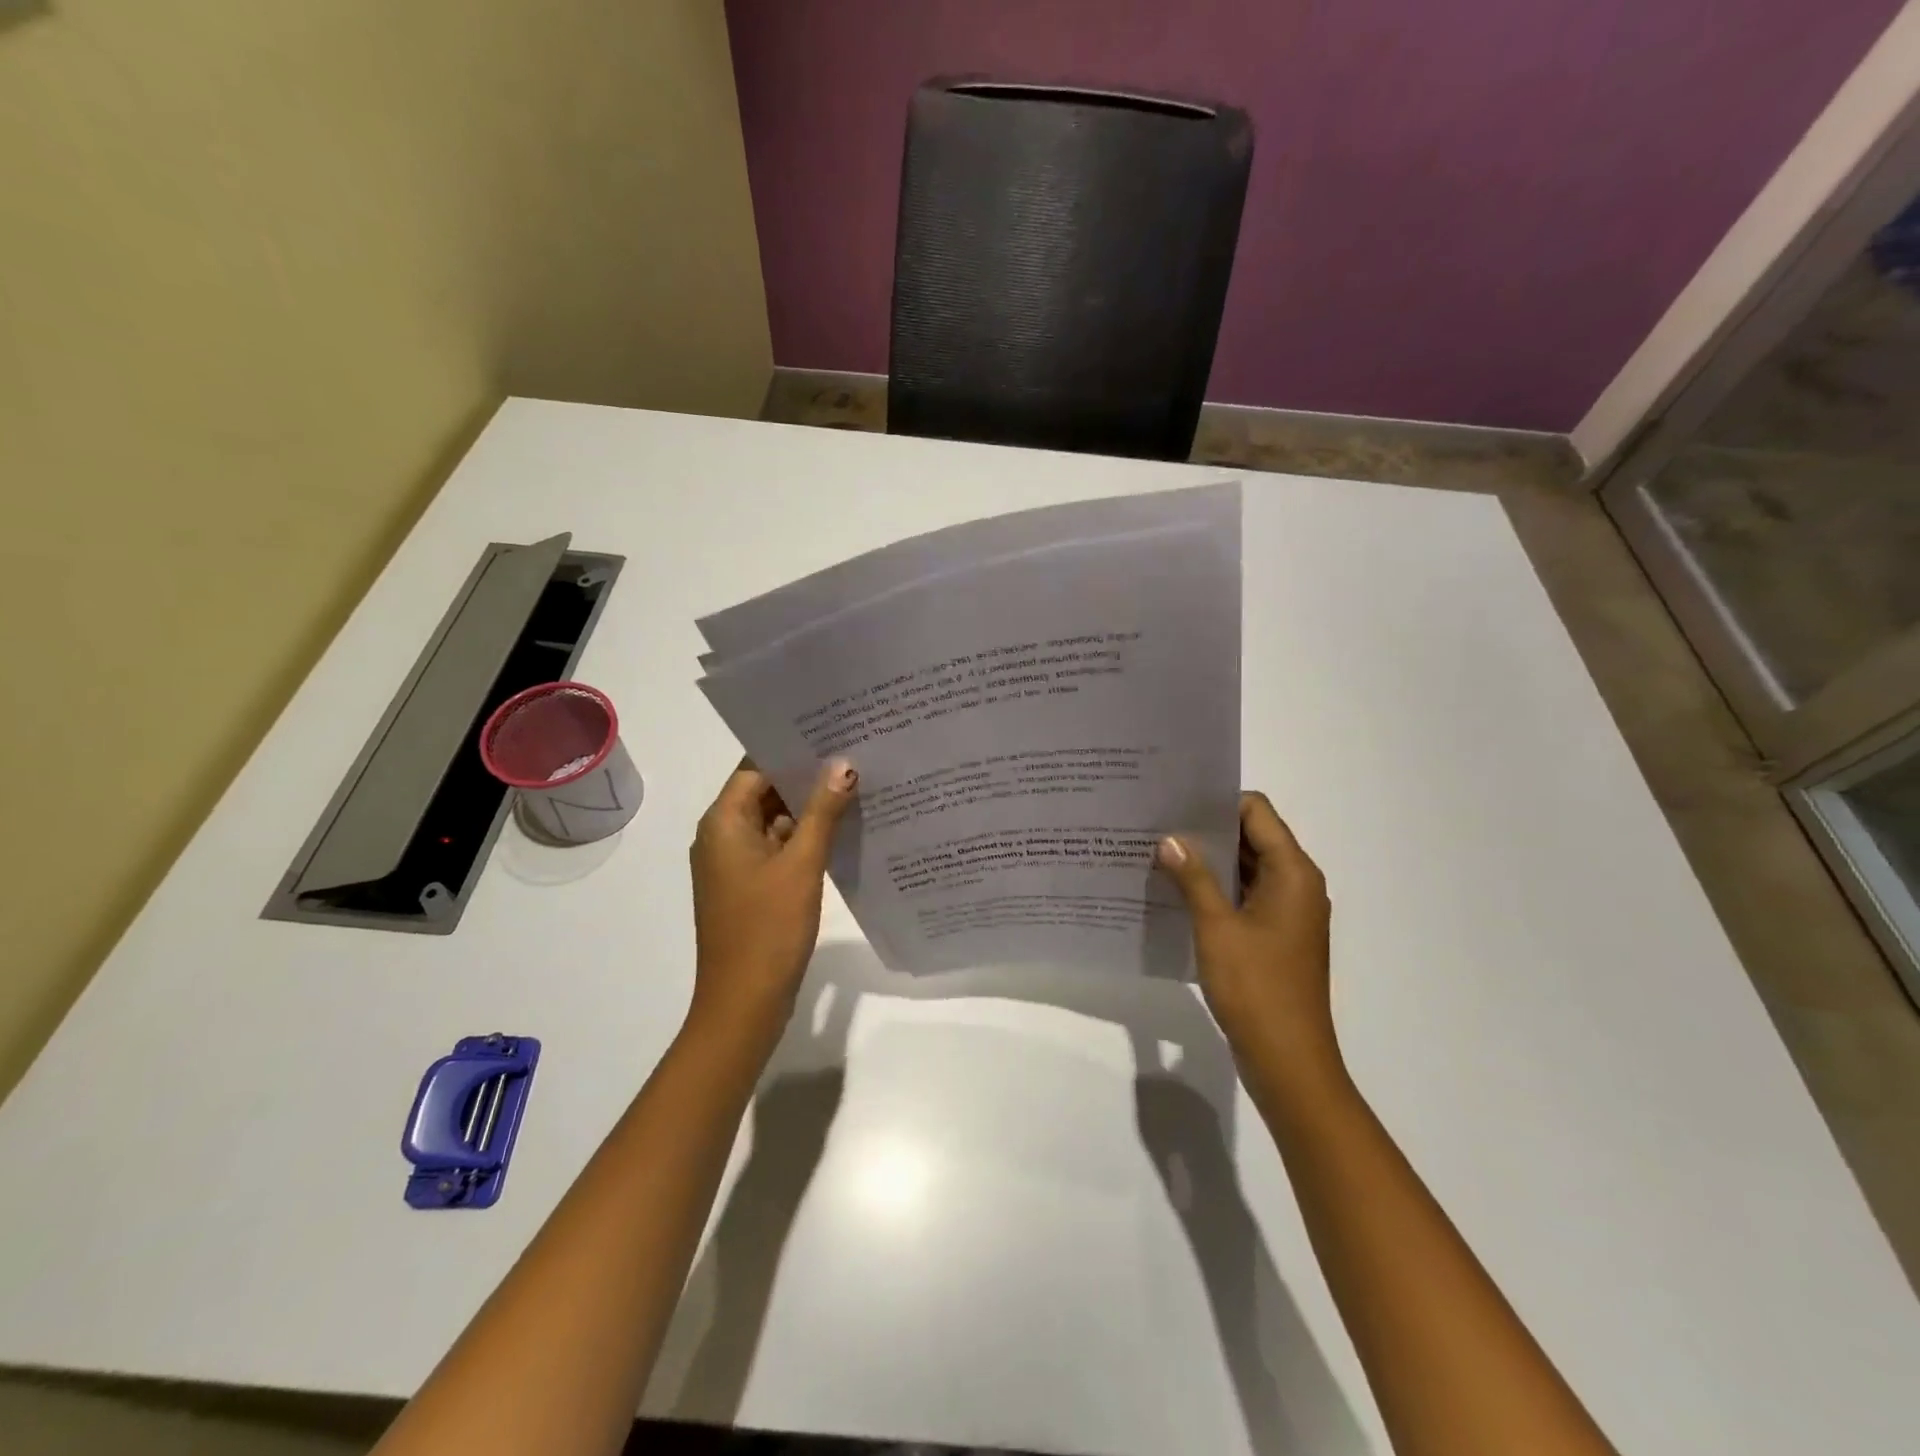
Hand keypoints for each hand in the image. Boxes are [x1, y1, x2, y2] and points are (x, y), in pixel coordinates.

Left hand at [688, 759, 857, 1037]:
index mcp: (723, 822)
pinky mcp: (750, 886)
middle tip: (855, 756)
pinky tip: (843, 831)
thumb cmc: (768, 928)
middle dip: (807, 778)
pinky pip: (778, 848)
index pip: (756, 767)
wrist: (744, 1003)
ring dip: (810, 809)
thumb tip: (843, 764)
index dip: (793, 749)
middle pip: (765, 791)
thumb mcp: (801, 864)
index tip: (834, 734)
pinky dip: (805, 838)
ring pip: (774, 821)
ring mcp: (735, 863)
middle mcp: (722, 836)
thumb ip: (823, 811)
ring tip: (857, 786)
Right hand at [1155, 792, 1340, 1084]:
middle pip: (1252, 837)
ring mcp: (1287, 913)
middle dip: (1207, 831)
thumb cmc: (1256, 988)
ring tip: (1159, 855)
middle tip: (1157, 825)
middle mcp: (1296, 884)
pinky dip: (1216, 890)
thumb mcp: (1217, 927)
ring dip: (1208, 862)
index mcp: (1292, 873)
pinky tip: (1177, 892)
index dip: (1217, 802)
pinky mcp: (1276, 936)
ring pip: (1246, 869)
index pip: (1256, 812)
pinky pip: (1245, 897)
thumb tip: (1170, 839)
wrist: (1288, 1060)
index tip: (1174, 803)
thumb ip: (1193, 877)